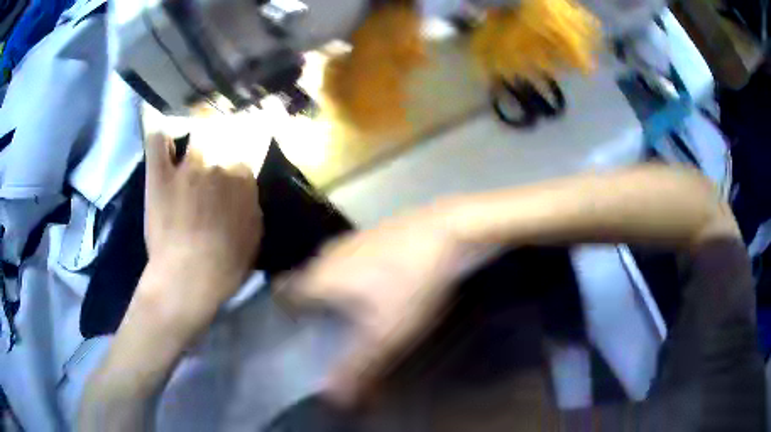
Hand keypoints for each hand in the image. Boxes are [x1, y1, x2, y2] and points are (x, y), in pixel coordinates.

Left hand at [143, 133, 262, 314]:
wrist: (189, 279)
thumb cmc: (225, 267)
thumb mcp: (252, 239)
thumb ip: (250, 208)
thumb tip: (245, 194)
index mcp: (242, 180)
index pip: (243, 155)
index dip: (236, 162)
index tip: (231, 171)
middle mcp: (218, 164)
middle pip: (222, 137)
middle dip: (221, 141)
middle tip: (214, 152)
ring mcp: (187, 167)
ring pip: (197, 132)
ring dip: (196, 136)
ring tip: (191, 145)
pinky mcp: (160, 175)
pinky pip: (158, 142)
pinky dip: (160, 136)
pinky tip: (164, 140)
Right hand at [276, 203, 492, 406]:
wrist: (451, 230)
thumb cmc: (411, 285)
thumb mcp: (385, 336)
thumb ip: (357, 370)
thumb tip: (332, 399)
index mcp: (319, 276)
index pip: (282, 293)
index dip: (283, 313)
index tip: (293, 332)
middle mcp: (328, 254)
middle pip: (306, 282)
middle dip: (309, 306)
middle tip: (324, 331)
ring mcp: (353, 239)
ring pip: (331, 270)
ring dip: (335, 290)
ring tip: (351, 314)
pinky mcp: (376, 232)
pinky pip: (354, 260)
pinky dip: (356, 276)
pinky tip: (380, 287)